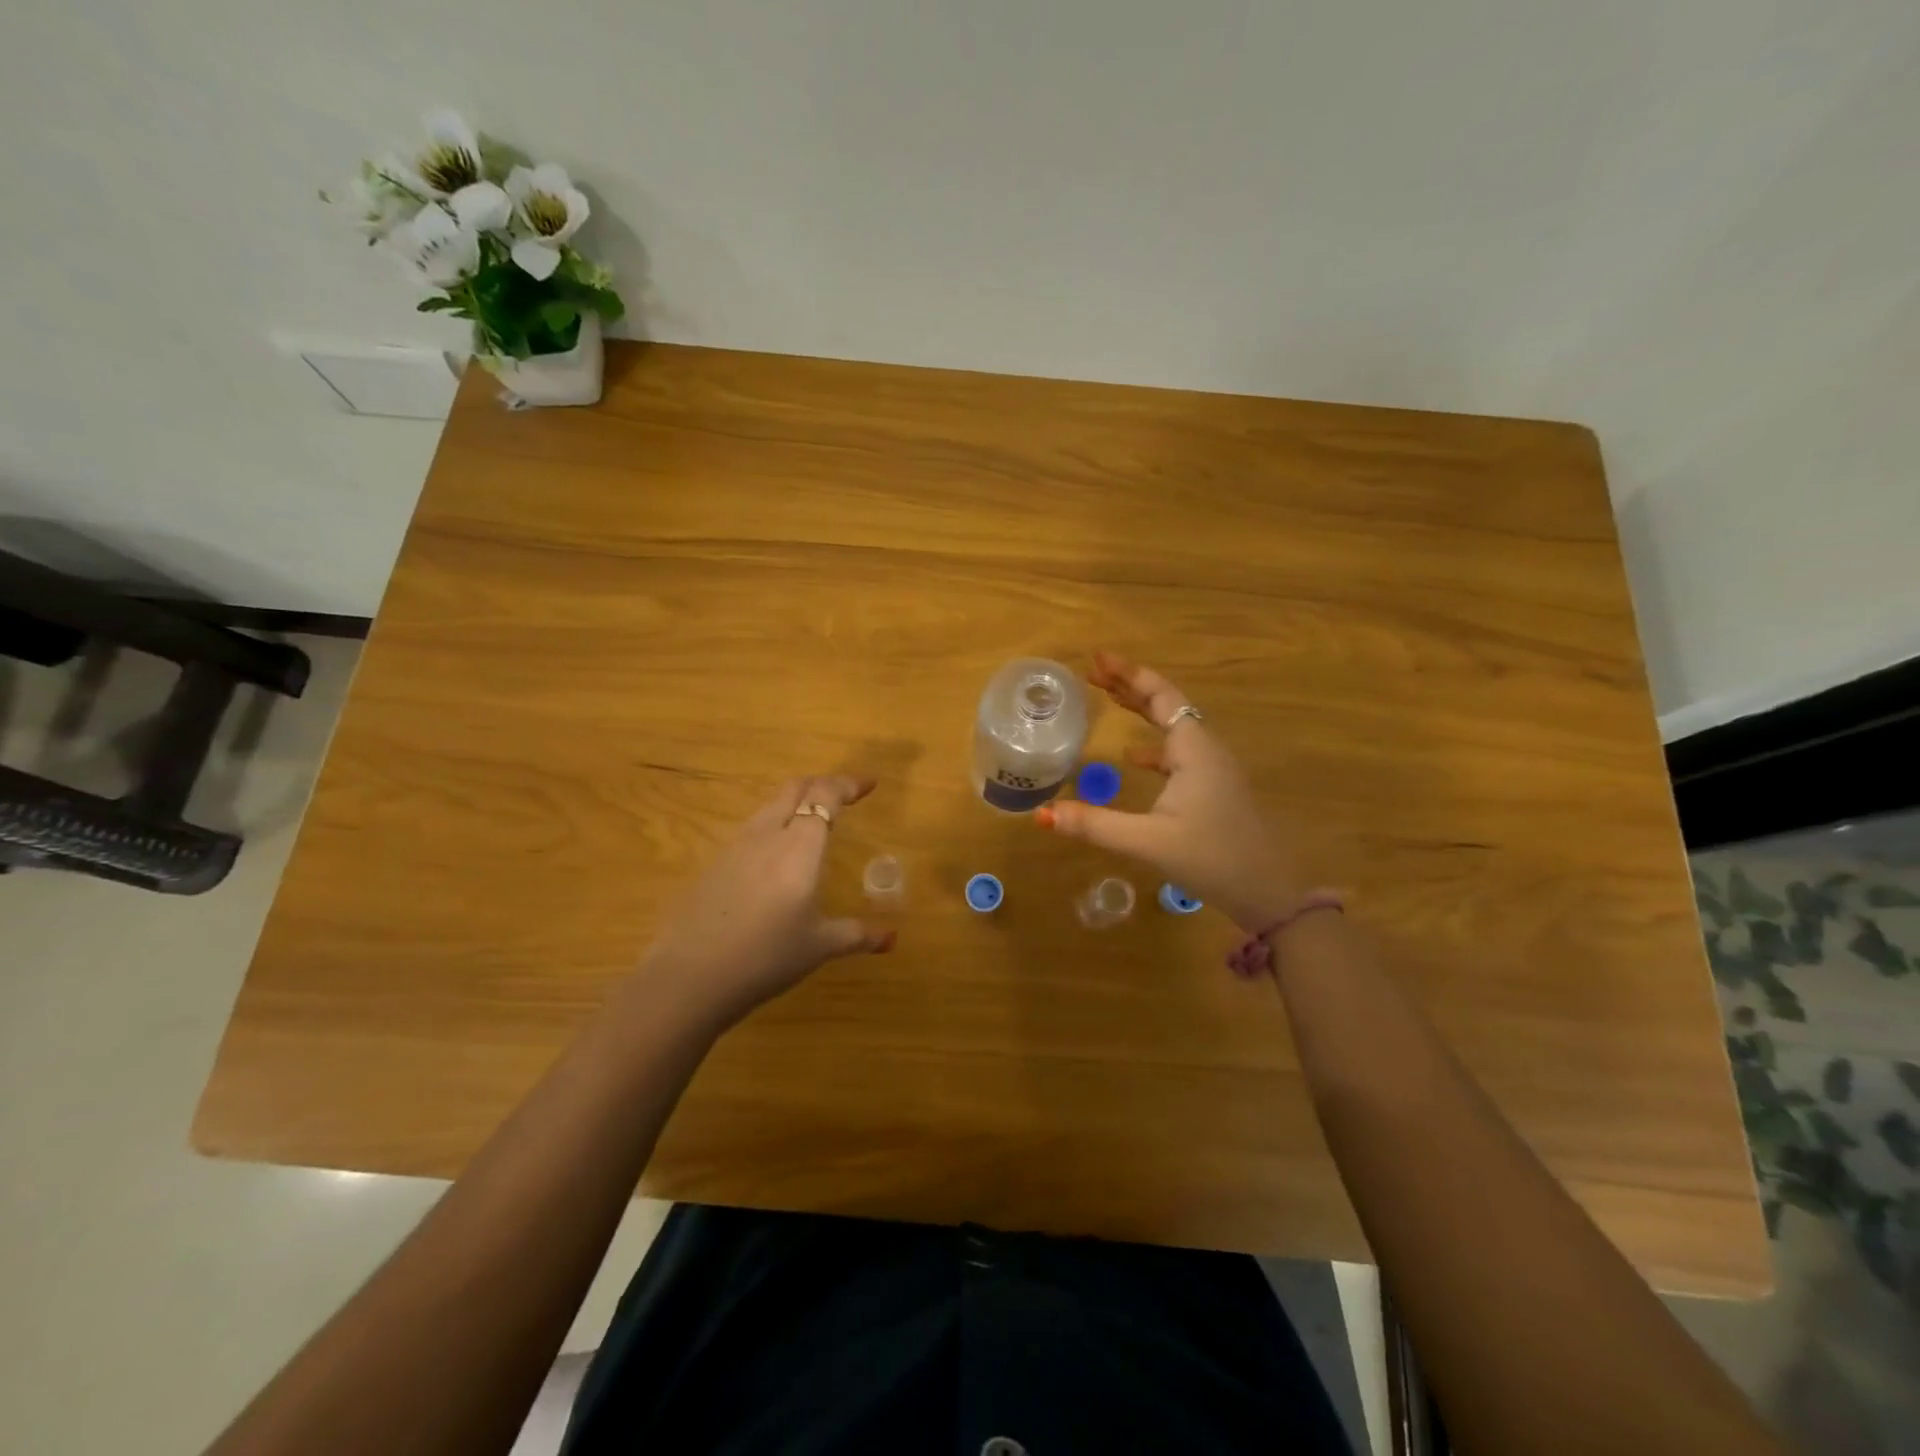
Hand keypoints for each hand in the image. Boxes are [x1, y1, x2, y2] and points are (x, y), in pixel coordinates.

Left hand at [643, 774, 894, 1026]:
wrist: (689, 976)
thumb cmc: (766, 956)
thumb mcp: (819, 947)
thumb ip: (857, 935)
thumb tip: (891, 939)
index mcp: (800, 846)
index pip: (826, 796)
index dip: (849, 784)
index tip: (869, 784)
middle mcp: (767, 834)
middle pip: (795, 789)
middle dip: (822, 785)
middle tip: (843, 796)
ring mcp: (735, 847)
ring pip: (769, 806)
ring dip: (794, 802)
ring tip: (810, 820)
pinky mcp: (714, 864)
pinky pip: (751, 829)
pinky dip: (772, 826)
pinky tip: (774, 856)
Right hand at [1036, 652, 1305, 932]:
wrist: (1269, 893)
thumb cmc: (1213, 859)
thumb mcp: (1148, 842)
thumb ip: (1095, 826)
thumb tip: (1042, 814)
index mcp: (1194, 750)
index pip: (1161, 696)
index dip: (1129, 674)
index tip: (1097, 659)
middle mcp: (1205, 750)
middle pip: (1166, 704)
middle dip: (1130, 686)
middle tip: (1093, 673)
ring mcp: (1213, 770)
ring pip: (1173, 727)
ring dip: (1142, 711)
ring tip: (1108, 700)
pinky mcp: (1213, 790)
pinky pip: (1178, 753)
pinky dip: (1153, 745)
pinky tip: (1132, 757)